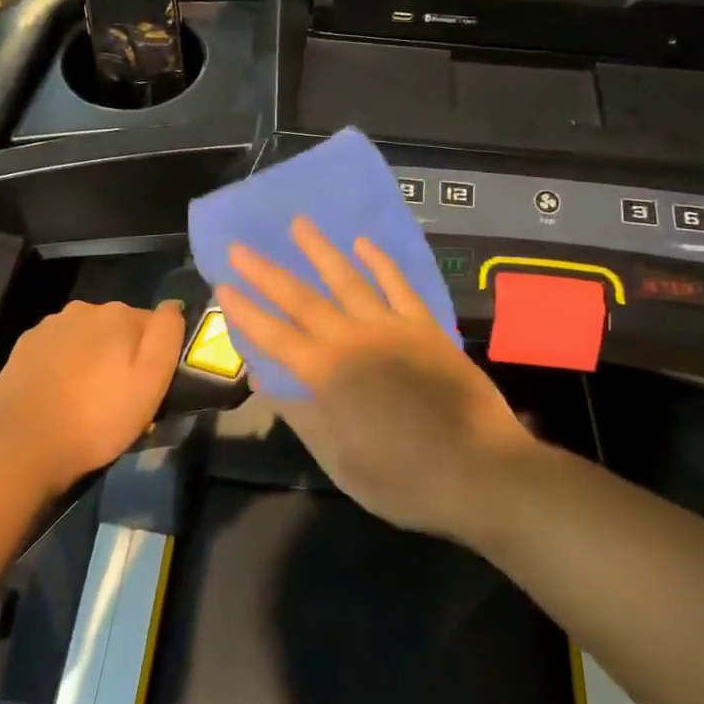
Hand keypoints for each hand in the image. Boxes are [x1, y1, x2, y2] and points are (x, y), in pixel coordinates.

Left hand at [0, 300, 186, 492]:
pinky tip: (58, 395)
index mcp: (118, 314)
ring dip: (90, 358)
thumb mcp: (150, 383)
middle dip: (120, 354)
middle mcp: (83, 309)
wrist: (24, 446)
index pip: (151, 326)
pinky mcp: (23, 346)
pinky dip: (62, 365)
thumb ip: (166, 336)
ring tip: (85, 399)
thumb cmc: (98, 419)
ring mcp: (49, 326)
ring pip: (84, 337)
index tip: (146, 387)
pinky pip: (56, 349)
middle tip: (117, 398)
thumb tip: (172, 305)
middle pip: (116, 329)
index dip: (152, 356)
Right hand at [214, 218, 532, 539]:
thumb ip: (303, 418)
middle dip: (267, 273)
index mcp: (328, 376)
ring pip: (348, 280)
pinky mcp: (424, 327)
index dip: (246, 312)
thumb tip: (265, 382)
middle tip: (241, 248)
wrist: (481, 470)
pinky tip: (363, 244)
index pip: (275, 337)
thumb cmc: (406, 479)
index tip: (222, 286)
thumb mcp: (342, 462)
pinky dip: (379, 262)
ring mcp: (392, 328)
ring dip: (320, 251)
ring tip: (299, 224)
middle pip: (302, 300)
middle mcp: (353, 340)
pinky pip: (398, 285)